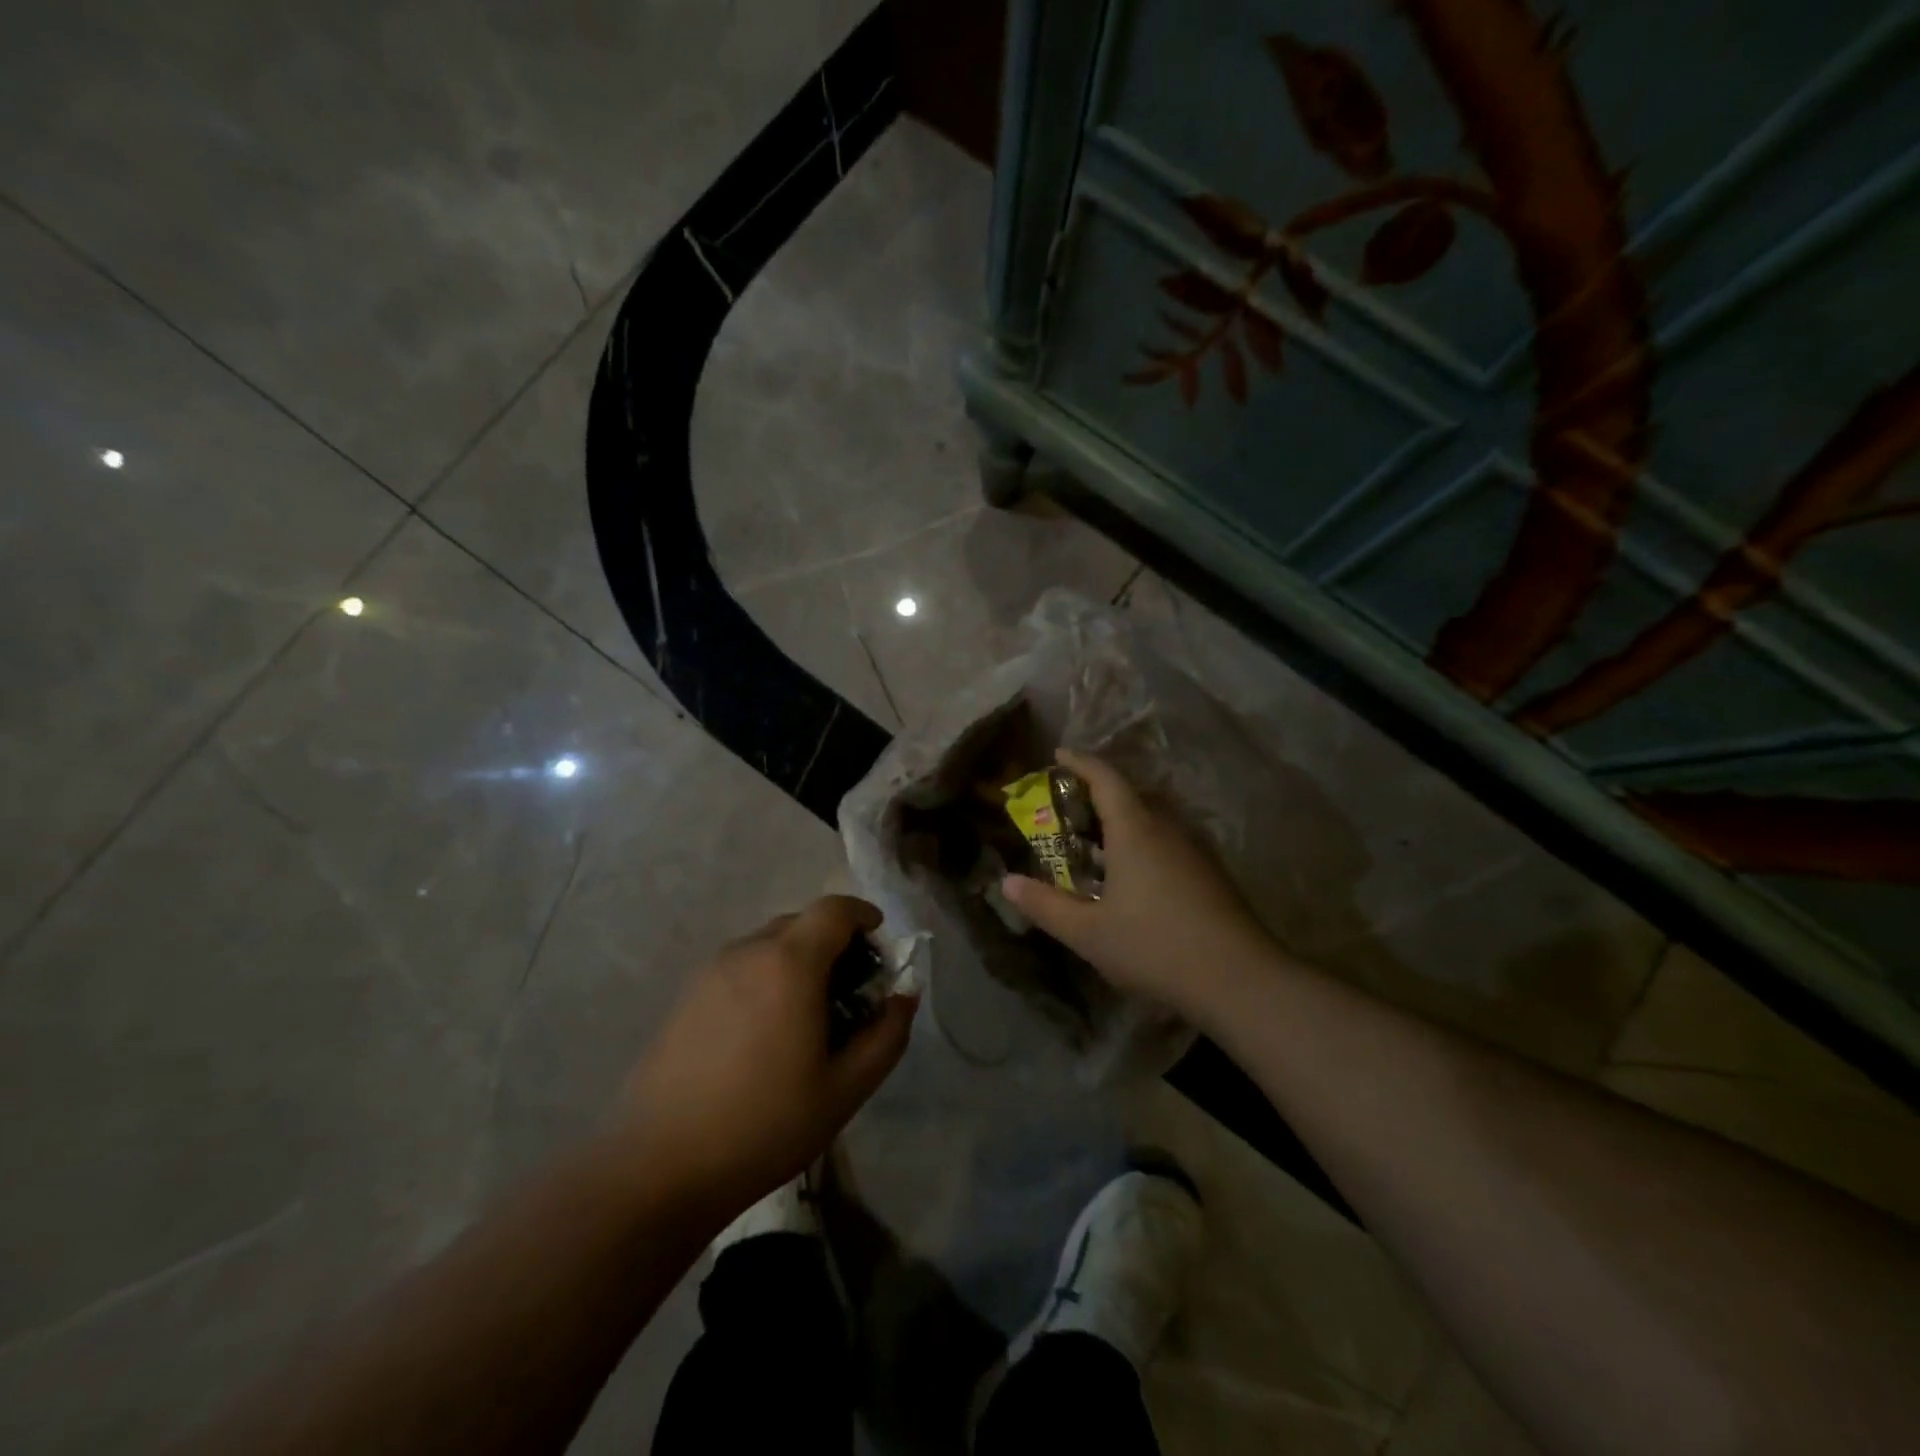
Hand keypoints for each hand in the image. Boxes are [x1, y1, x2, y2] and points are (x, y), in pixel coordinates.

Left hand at [615, 895, 916, 1215]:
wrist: (660, 1167)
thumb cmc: (765, 1125)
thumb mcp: (846, 1088)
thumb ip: (886, 1033)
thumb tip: (904, 995)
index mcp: (789, 963)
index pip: (834, 909)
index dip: (864, 916)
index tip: (879, 945)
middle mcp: (747, 951)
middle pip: (801, 923)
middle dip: (833, 944)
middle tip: (849, 992)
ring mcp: (710, 971)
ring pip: (768, 945)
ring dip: (797, 962)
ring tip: (805, 1017)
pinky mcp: (685, 995)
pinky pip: (739, 968)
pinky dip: (764, 979)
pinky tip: (762, 1035)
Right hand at [1001, 750, 1272, 1022]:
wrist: (1239, 979)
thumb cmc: (1154, 945)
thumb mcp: (1087, 932)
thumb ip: (1045, 905)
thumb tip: (1007, 882)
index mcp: (1135, 830)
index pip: (1105, 778)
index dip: (1080, 762)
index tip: (1059, 754)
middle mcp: (1167, 828)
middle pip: (1130, 794)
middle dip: (1098, 791)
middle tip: (1068, 803)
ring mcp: (1194, 850)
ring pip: (1152, 819)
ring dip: (1123, 818)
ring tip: (1096, 839)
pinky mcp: (1210, 873)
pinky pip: (1167, 840)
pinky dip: (1142, 841)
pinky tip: (1133, 875)